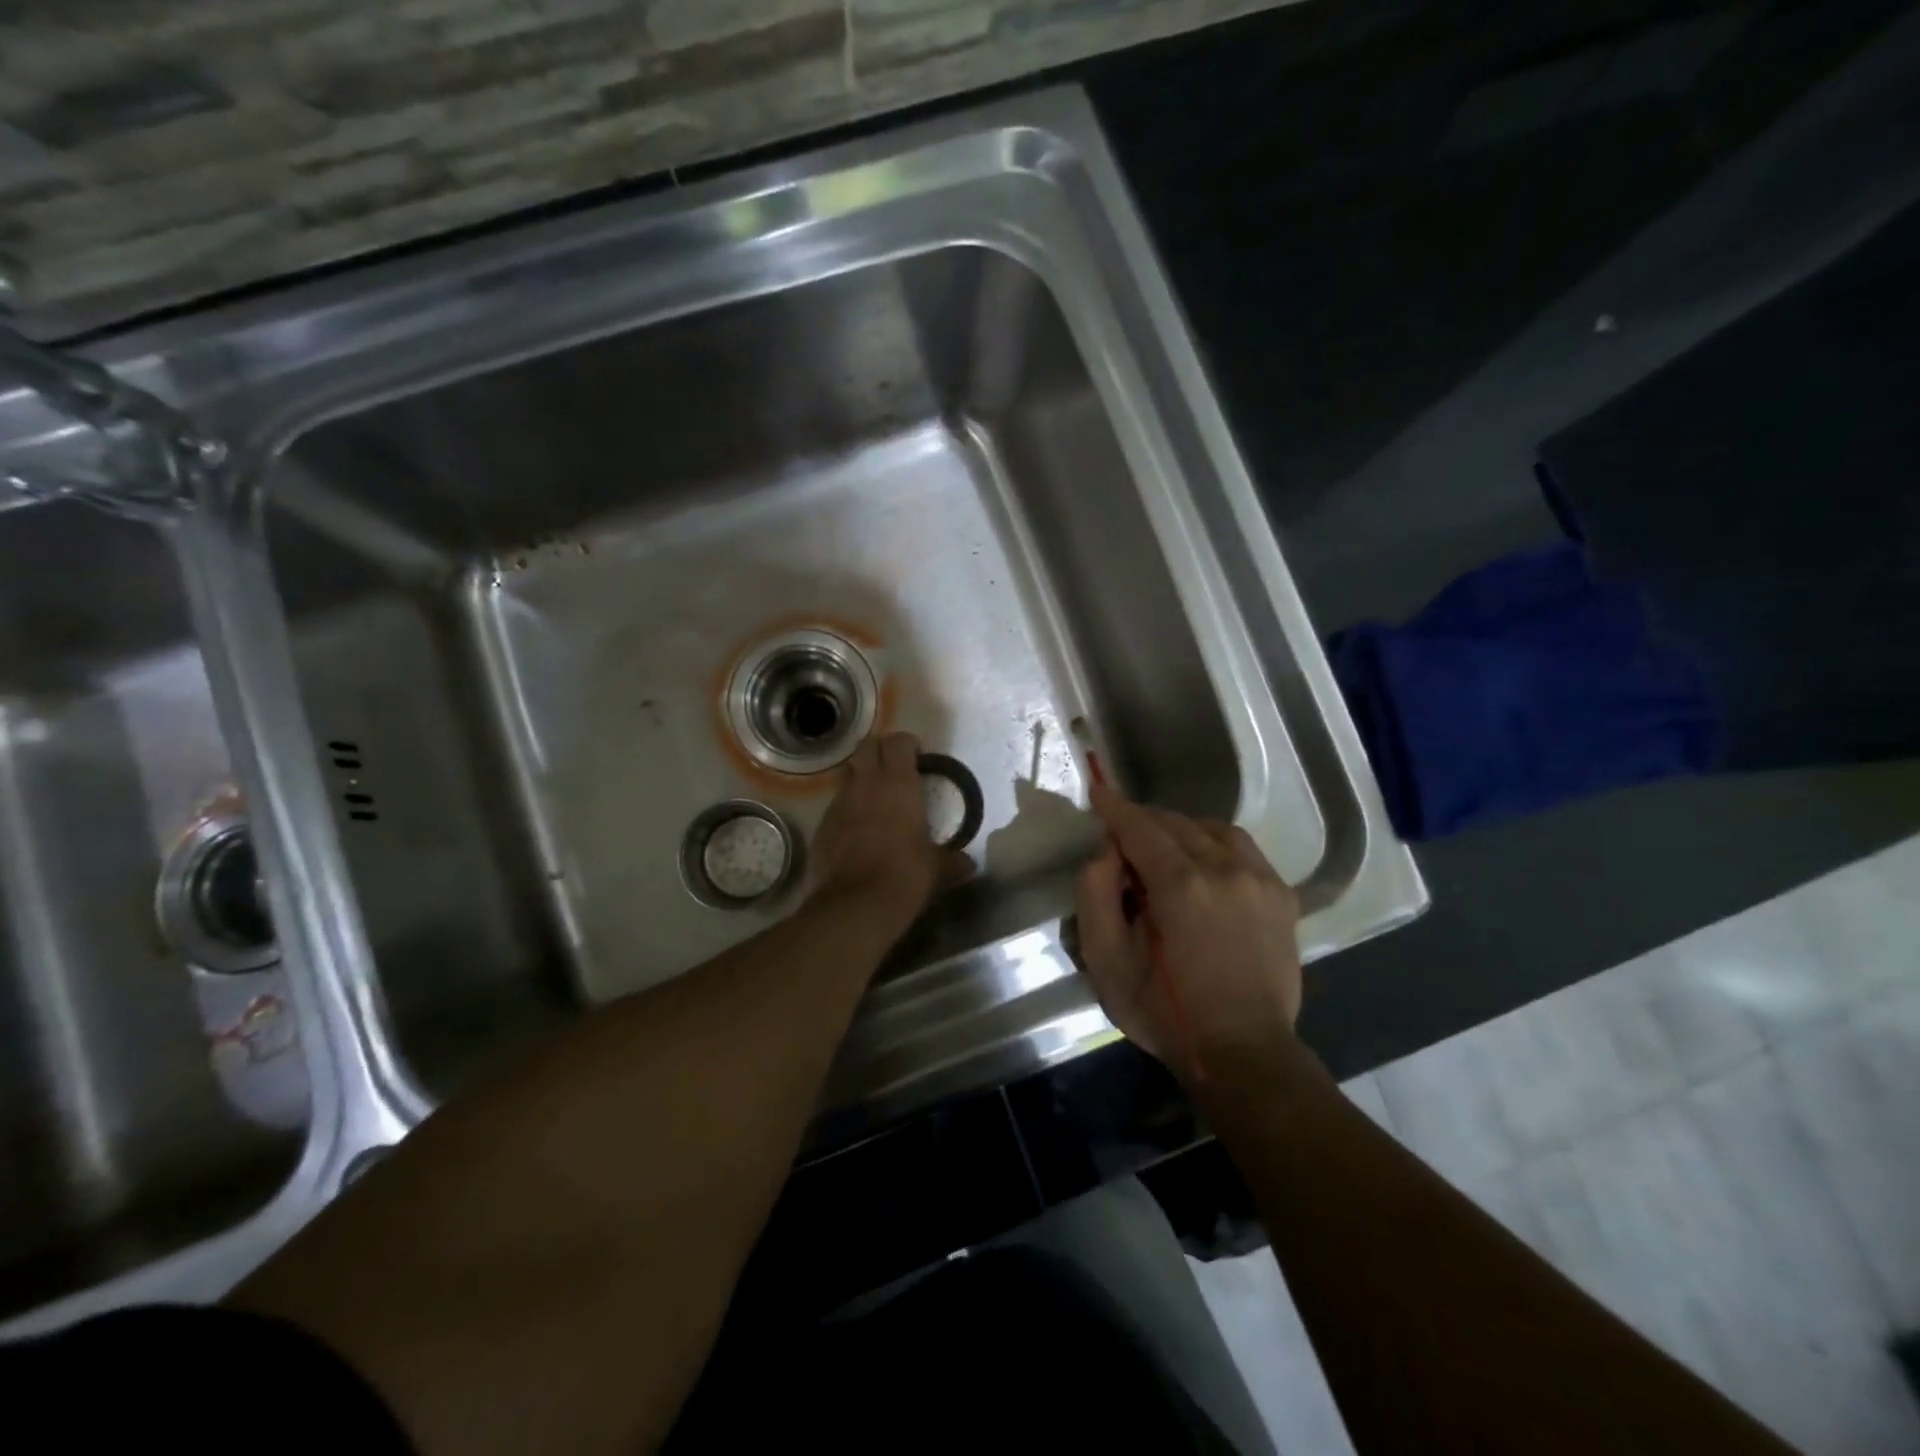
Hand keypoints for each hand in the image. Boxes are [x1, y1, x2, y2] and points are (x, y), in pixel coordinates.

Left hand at [810, 732, 970, 923]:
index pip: (898, 742)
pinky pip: (835, 804)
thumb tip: (969, 864)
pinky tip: (856, 829)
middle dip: (879, 751)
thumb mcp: (935, 868)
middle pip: (866, 747)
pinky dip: (846, 808)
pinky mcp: (822, 824)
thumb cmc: (905, 875)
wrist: (856, 903)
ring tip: (874, 798)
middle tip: (893, 769)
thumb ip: (951, 861)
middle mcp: (866, 784)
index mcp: (899, 784)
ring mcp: (839, 802)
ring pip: (847, 773)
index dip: (907, 745)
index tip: (918, 757)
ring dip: (860, 778)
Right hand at [1074, 781, 1302, 1077]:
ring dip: (1180, 829)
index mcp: (1180, 885)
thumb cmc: (1165, 1012)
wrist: (1243, 1052)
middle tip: (1121, 840)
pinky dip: (1214, 843)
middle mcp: (1224, 869)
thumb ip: (1094, 893)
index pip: (1140, 827)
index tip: (1098, 791)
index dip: (1115, 808)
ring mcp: (1260, 879)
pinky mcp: (1281, 895)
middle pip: (1175, 823)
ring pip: (1211, 828)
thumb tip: (1106, 849)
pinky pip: (1241, 848)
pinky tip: (1202, 864)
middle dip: (1143, 822)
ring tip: (1161, 849)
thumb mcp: (1106, 961)